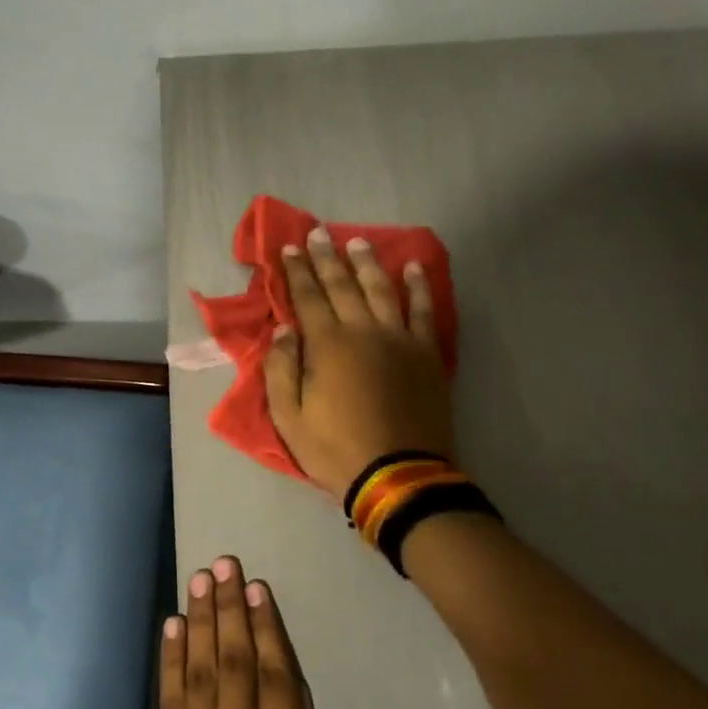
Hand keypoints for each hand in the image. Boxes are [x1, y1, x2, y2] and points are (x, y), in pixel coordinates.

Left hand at [150, 556, 355, 708]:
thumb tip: (306, 707)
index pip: (274, 674)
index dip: (265, 626)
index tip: (256, 586)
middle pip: (233, 660)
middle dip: (228, 607)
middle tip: (223, 562)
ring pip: (199, 670)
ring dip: (199, 621)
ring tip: (199, 579)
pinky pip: (170, 702)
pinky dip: (170, 661)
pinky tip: (171, 628)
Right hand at [265, 227, 454, 497]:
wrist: (398, 475)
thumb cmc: (335, 449)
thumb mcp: (288, 418)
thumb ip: (280, 370)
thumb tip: (284, 331)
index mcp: (328, 345)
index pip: (308, 297)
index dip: (297, 271)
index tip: (290, 248)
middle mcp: (364, 331)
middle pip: (343, 285)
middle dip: (327, 257)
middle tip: (319, 233)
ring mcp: (400, 339)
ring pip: (382, 289)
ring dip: (368, 263)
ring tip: (358, 242)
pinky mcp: (426, 354)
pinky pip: (425, 311)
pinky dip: (420, 287)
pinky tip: (415, 268)